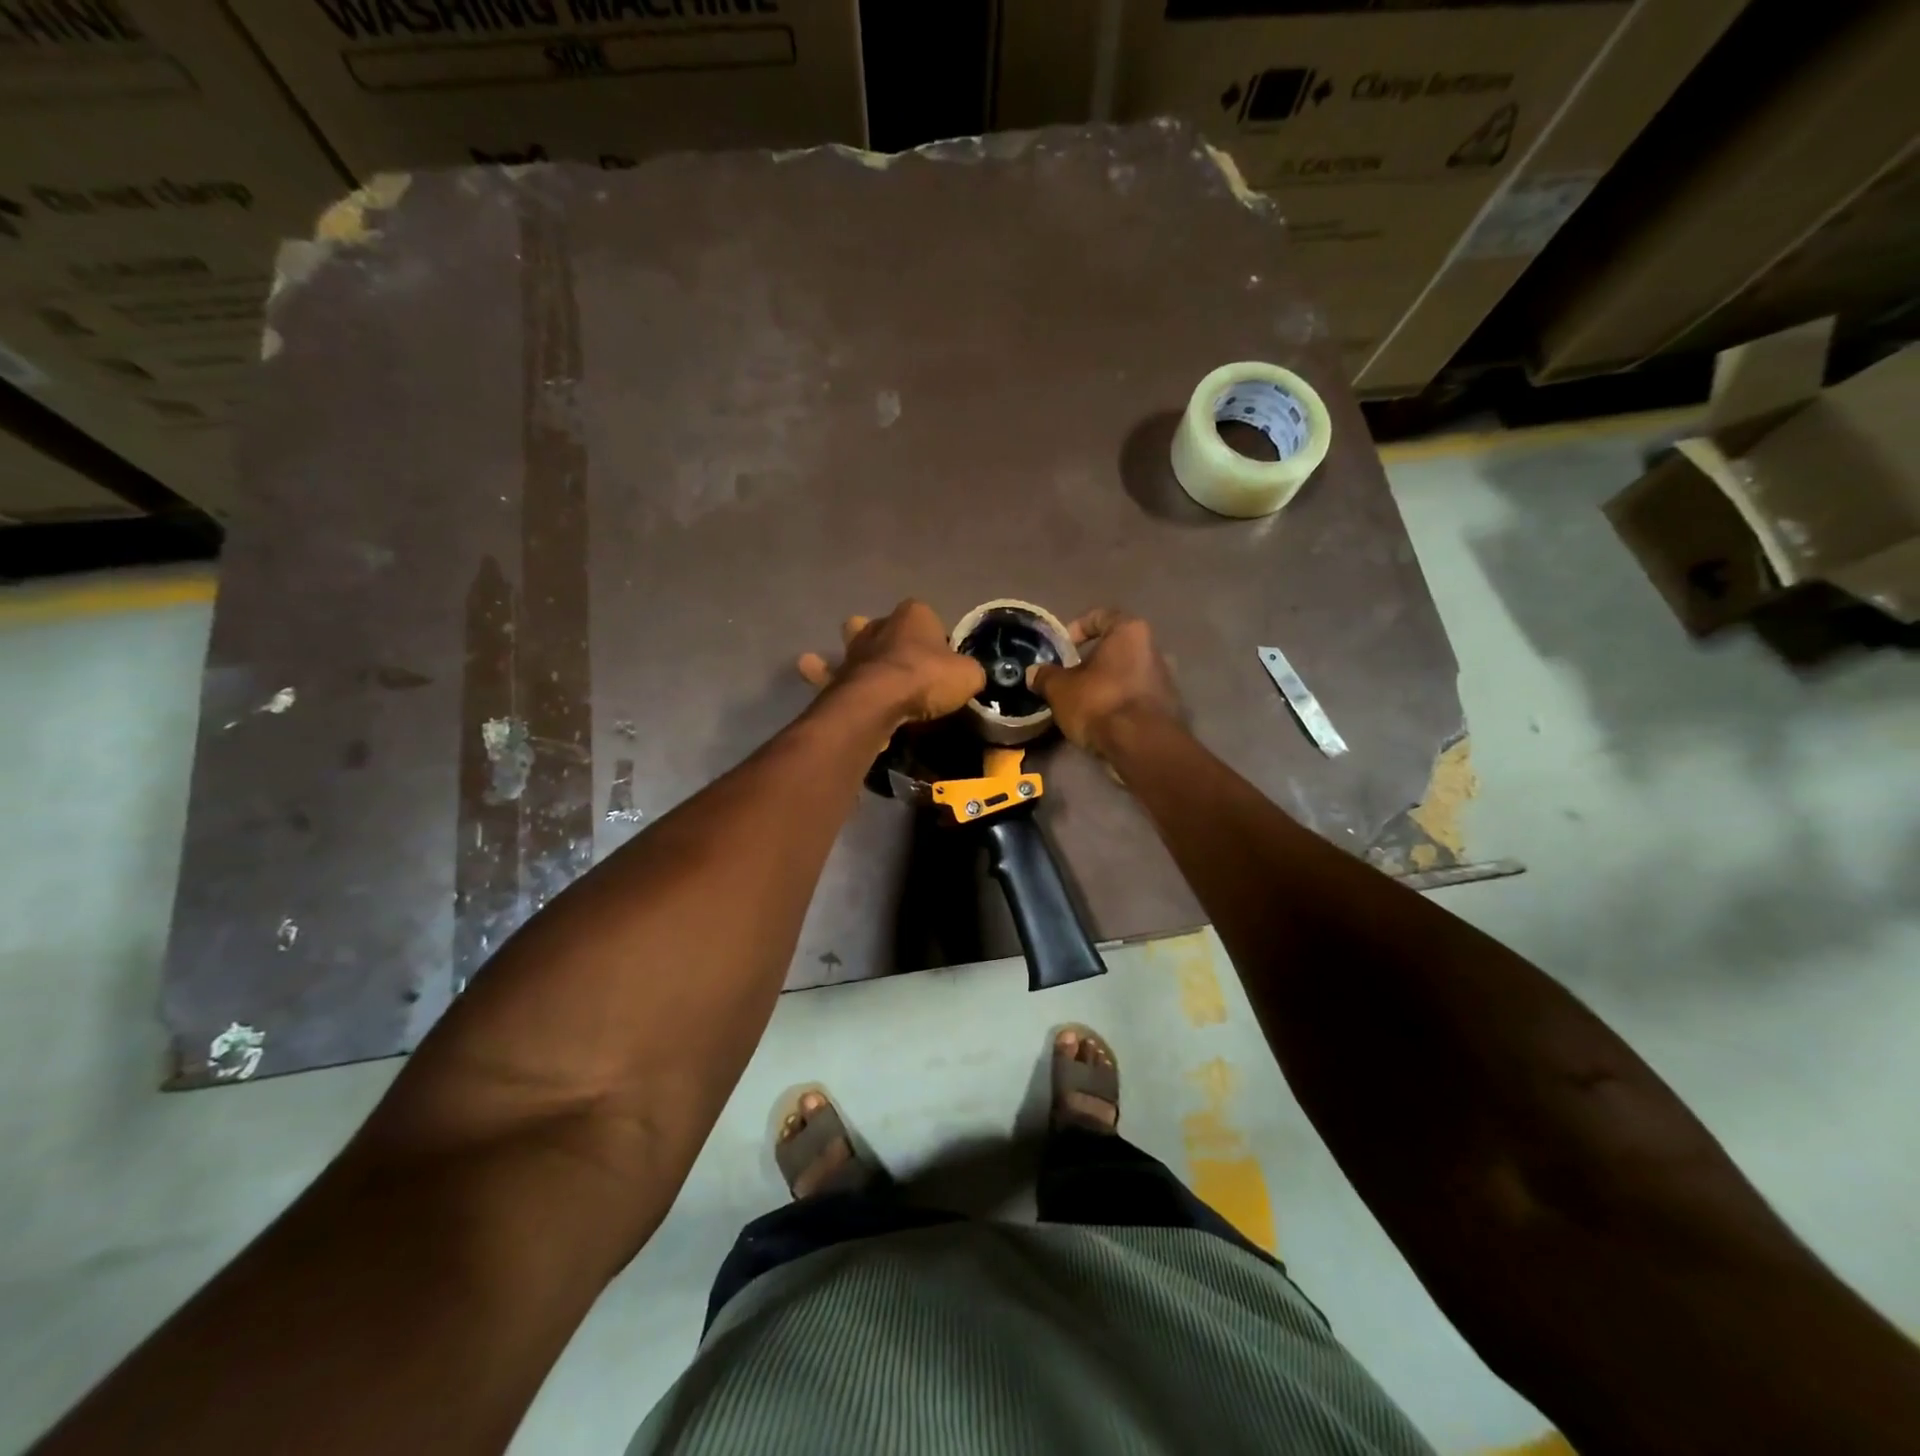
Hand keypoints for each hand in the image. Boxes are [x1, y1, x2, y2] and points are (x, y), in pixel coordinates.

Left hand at [797, 600, 985, 724]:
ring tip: (854, 663)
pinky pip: (827, 673)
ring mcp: (854, 650)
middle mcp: (880, 625)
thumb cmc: (927, 678)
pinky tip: (810, 668)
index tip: (940, 662)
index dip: (934, 638)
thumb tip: (969, 676)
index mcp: (914, 615)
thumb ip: (969, 672)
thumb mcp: (968, 675)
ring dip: (851, 650)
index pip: (928, 618)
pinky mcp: (836, 676)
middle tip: (898, 660)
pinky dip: (820, 673)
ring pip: (850, 642)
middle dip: (887, 635)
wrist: (880, 700)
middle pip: (884, 625)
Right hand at [1028, 609, 1181, 752]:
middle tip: (1069, 679)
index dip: (1077, 628)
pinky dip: (1119, 703)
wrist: (1142, 746)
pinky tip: (1102, 720)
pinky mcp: (1168, 707)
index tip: (1062, 649)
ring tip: (1082, 702)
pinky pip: (1136, 697)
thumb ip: (1046, 676)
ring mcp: (1165, 679)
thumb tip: (1034, 673)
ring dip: (1105, 684)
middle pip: (1116, 647)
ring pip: (1126, 673)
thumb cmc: (1099, 703)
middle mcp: (1154, 648)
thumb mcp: (1060, 689)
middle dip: (1091, 661)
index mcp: (1130, 632)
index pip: (1100, 616)